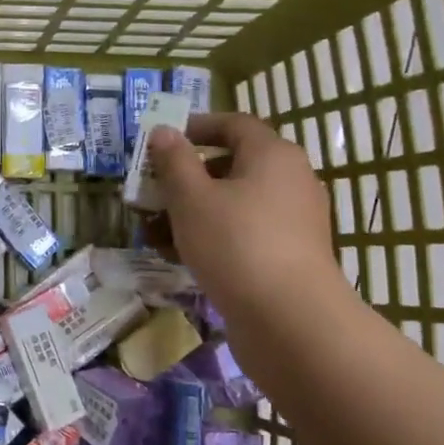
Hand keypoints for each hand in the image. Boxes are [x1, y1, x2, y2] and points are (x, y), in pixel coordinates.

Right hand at [148, 113, 344, 312]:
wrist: (290, 320)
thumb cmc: (236, 244)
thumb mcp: (191, 198)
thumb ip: (174, 161)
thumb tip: (163, 131)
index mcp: (273, 155)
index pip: (234, 124)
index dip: (196, 127)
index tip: (161, 141)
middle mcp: (290, 181)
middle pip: (231, 166)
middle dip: (186, 177)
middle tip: (151, 191)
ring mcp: (292, 221)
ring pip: (233, 204)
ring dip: (191, 212)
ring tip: (153, 231)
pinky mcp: (287, 255)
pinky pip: (243, 233)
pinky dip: (211, 237)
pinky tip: (178, 256)